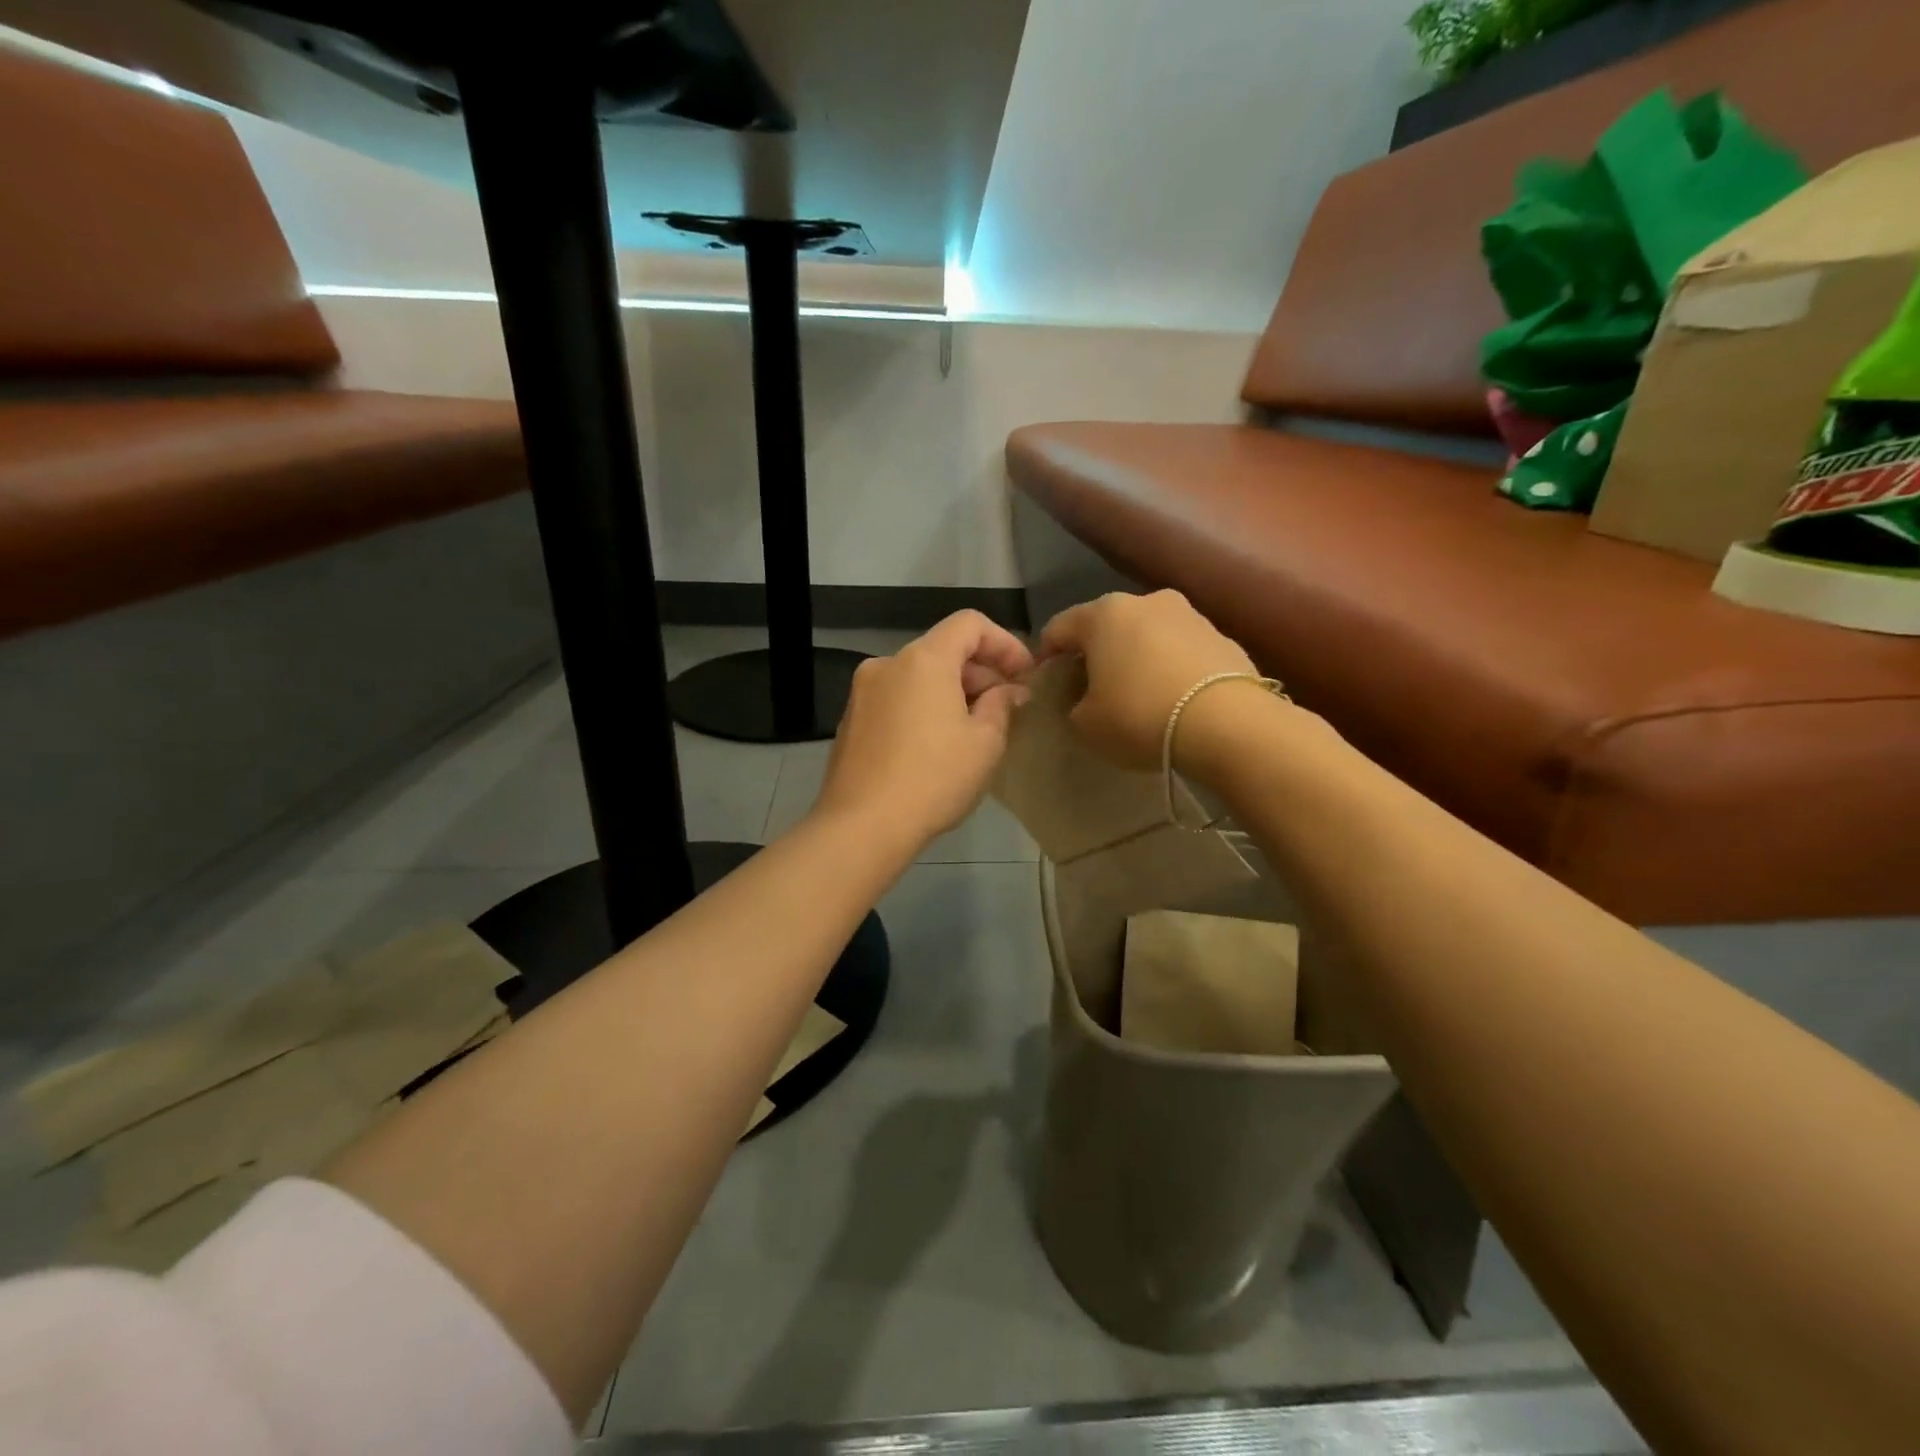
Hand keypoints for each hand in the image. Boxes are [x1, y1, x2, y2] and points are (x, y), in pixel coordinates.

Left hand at [813, 611, 1034, 848]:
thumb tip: (1009, 691)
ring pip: (919, 676)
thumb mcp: (985, 743)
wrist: (862, 825)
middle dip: (980, 671)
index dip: (1005, 643)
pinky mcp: (851, 720)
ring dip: (952, 691)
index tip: (1025, 675)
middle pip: (943, 649)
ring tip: (976, 728)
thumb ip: (1001, 705)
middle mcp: (888, 664)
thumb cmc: (934, 778)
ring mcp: (863, 692)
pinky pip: (898, 698)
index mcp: (923, 659)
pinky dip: (924, 707)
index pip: (970, 623)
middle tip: (1007, 706)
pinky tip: (938, 744)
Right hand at [1039, 590, 1257, 770]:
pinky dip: (1169, 666)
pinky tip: (1171, 697)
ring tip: (1135, 692)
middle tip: (1090, 687)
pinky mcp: (1222, 635)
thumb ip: (1074, 707)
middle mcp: (1145, 601)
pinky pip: (1180, 649)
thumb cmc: (1140, 716)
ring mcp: (1189, 614)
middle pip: (1106, 626)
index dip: (1046, 656)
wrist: (1228, 723)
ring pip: (1146, 634)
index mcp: (1103, 614)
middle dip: (1094, 653)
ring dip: (1135, 657)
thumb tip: (1083, 701)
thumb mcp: (1087, 724)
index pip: (1058, 628)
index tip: (1046, 682)